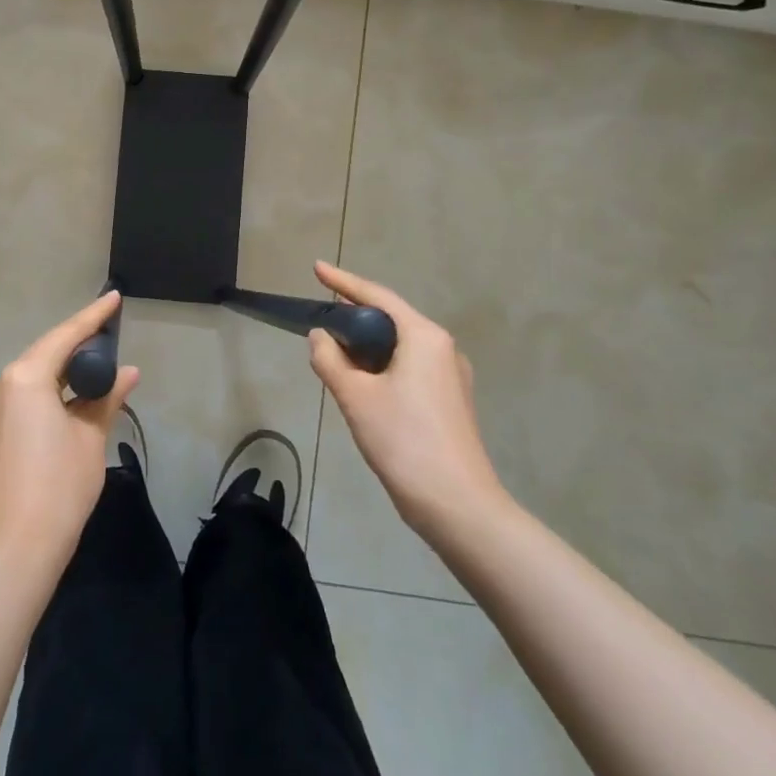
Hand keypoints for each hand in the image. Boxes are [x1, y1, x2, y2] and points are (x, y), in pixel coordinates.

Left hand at [0, 292, 138, 569]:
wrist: (16, 547)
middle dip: (78, 341)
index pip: (65, 336)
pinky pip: (26, 394)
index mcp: (26, 377)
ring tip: (98, 361)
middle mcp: (3, 384)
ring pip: (35, 374)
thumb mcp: (91, 436)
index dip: (93, 317)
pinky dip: (52, 388)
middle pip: (46, 351)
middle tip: (110, 331)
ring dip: (64, 367)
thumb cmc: (60, 485)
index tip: (114, 297)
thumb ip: (107, 397)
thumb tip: (127, 373)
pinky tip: (74, 393)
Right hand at [307, 261, 507, 538]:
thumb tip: (319, 336)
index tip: (317, 269)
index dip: (343, 282)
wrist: (458, 506)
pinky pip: (410, 369)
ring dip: (368, 345)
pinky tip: (364, 385)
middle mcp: (443, 348)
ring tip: (337, 353)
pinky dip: (383, 366)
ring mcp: (452, 377)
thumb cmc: (404, 441)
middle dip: (355, 316)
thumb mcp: (355, 397)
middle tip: (322, 318)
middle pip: (391, 319)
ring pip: (401, 347)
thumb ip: (330, 359)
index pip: (377, 296)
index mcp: (424, 337)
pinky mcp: (451, 402)